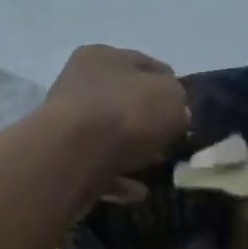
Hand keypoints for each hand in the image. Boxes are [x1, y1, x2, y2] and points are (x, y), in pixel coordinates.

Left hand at [43, 45, 188, 180]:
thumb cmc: (127, 113)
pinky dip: (118, 178)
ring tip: (157, 167)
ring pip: (109, 135)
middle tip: (171, 141)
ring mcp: (67, 124)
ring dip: (133, 151)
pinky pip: (97, 167)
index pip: (144, 64)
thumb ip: (178, 100)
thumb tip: (175, 113)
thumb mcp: (172, 97)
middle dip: (149, 121)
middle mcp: (80, 84)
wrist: (74, 156)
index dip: (169, 85)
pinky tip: (138, 191)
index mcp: (103, 57)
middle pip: (124, 101)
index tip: (184, 109)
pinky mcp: (63, 159)